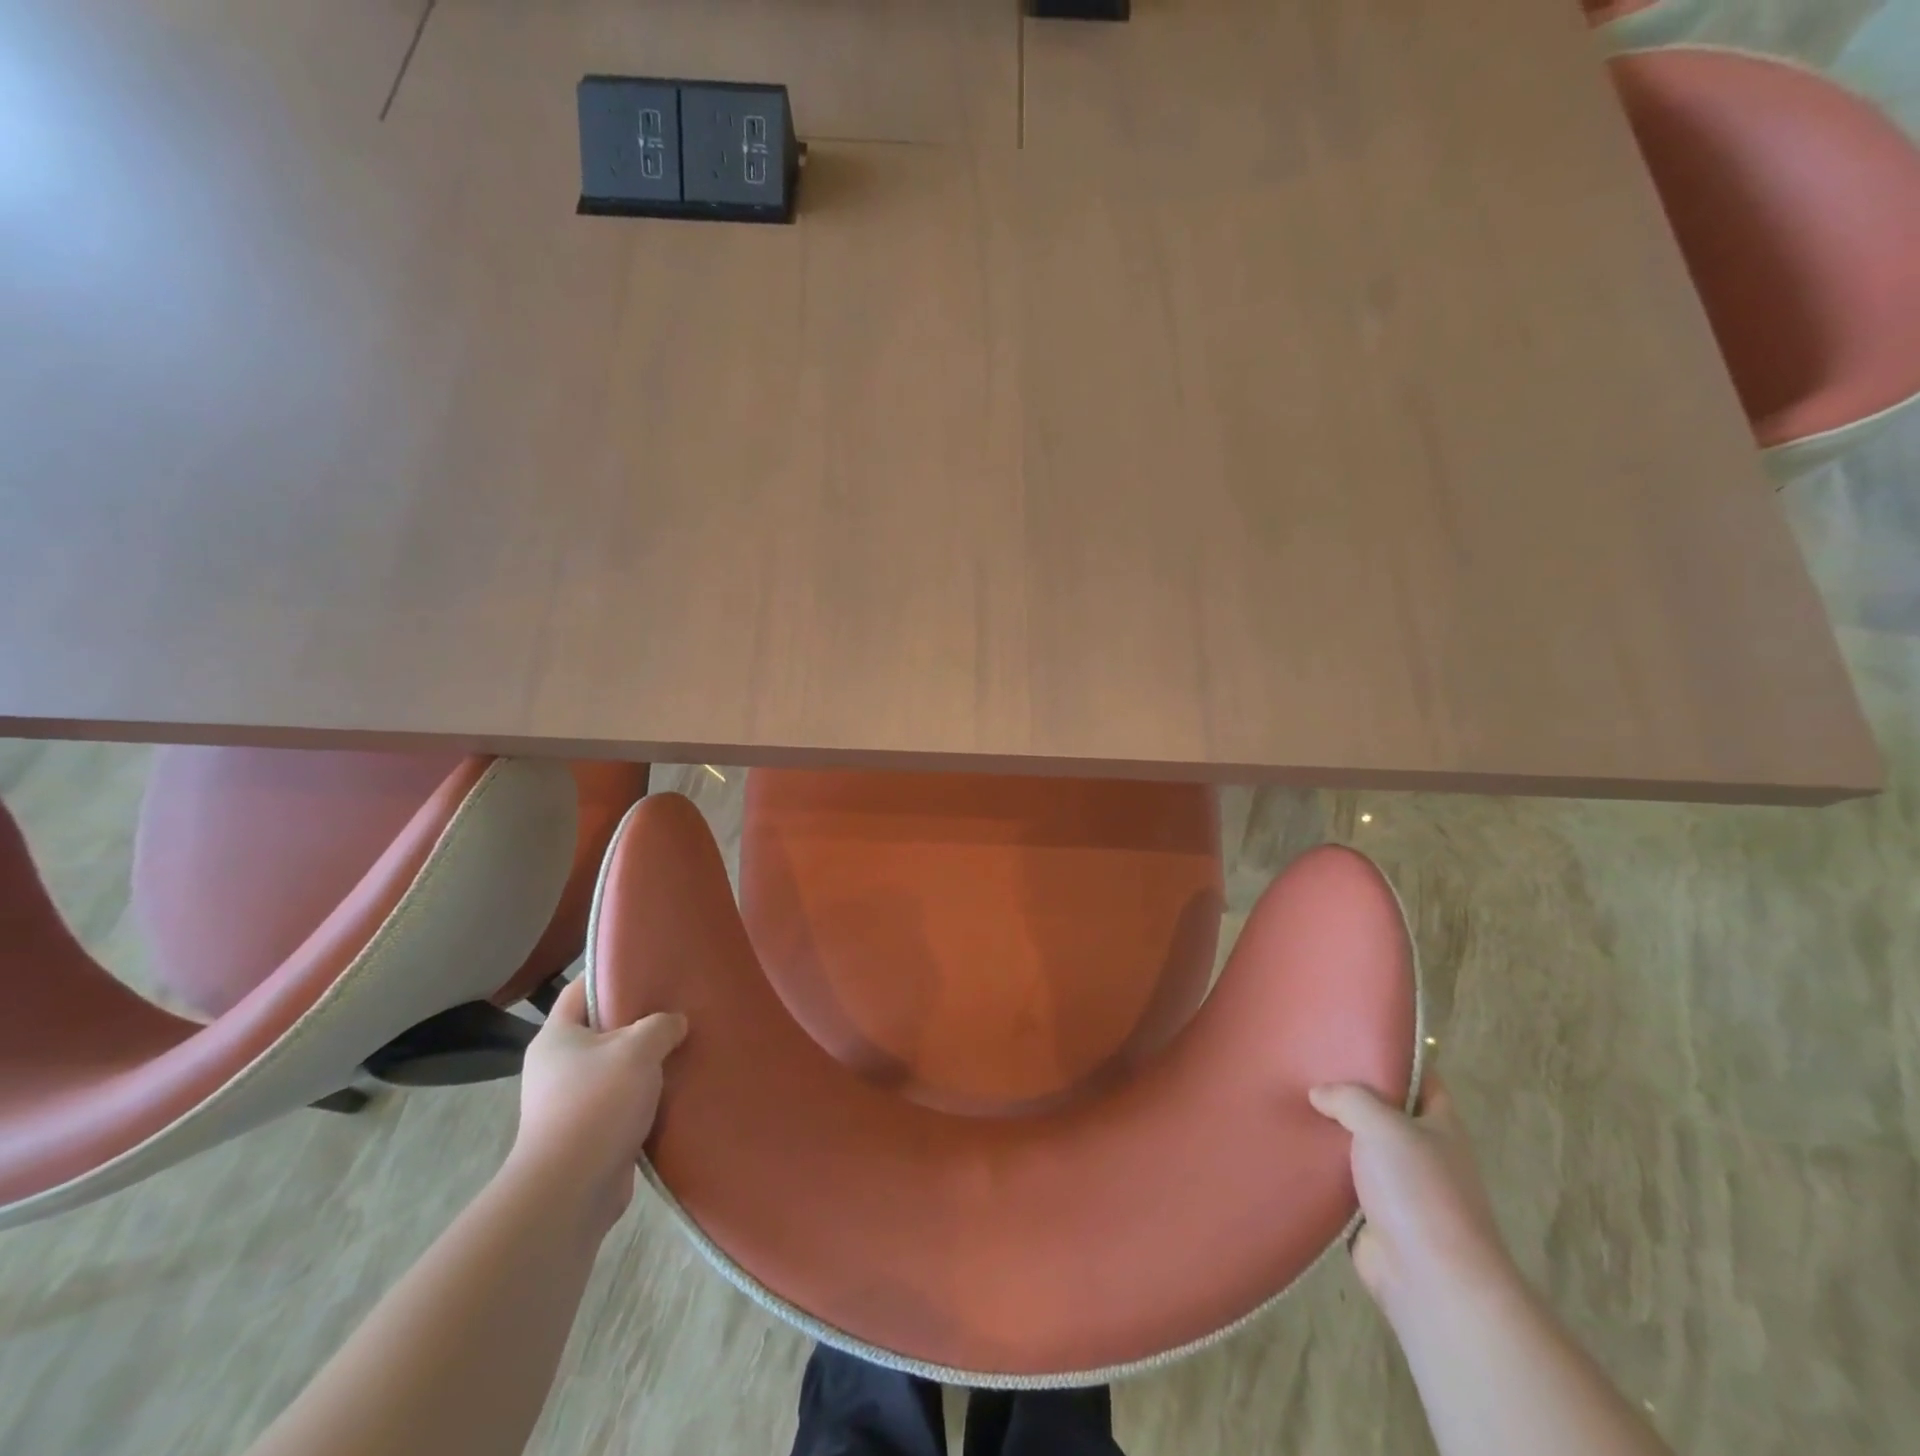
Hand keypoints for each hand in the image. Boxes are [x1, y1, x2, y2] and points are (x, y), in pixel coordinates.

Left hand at [507, 976, 687, 1233]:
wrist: (571, 1189)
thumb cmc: (597, 1103)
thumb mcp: (638, 1049)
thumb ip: (661, 1025)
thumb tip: (675, 1023)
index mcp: (556, 1037)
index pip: (579, 990)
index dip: (610, 974)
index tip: (647, 966)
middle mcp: (557, 1066)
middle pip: (602, 1029)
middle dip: (639, 1020)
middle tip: (678, 1005)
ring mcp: (570, 1103)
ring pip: (616, 1067)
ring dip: (647, 1062)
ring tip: (685, 1045)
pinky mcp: (589, 1133)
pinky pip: (623, 1102)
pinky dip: (647, 1095)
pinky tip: (679, 1087)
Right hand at [1309, 1074, 1513, 1320]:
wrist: (1432, 1280)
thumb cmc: (1420, 1191)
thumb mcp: (1384, 1125)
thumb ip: (1349, 1098)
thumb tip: (1320, 1094)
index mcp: (1440, 1125)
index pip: (1421, 1078)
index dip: (1394, 1057)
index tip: (1354, 1037)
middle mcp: (1422, 1151)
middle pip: (1383, 1110)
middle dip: (1349, 1092)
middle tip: (1306, 1065)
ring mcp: (1399, 1186)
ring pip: (1358, 1146)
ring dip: (1330, 1131)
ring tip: (1289, 1101)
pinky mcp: (1373, 1215)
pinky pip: (1341, 1180)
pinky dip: (1320, 1168)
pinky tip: (1290, 1147)